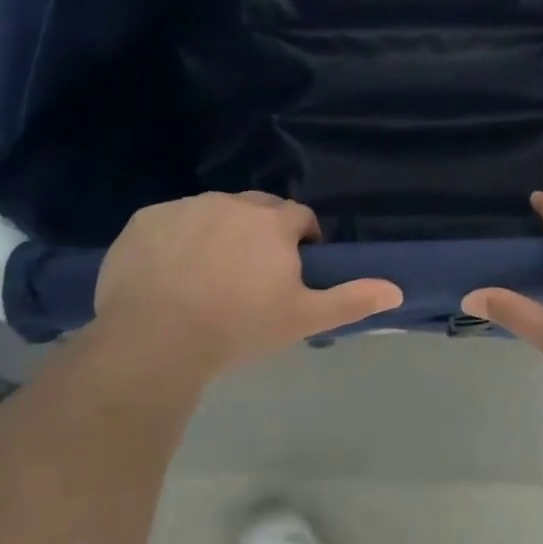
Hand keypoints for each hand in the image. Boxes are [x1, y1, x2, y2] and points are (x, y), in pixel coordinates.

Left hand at [91, 191, 402, 389]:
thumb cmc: (237, 327)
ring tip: (206, 277)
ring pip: (212, 212)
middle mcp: (231, 202)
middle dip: (260, 233)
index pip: (299, 217)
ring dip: (218, 233)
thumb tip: (398, 289)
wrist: (154, 341)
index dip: (300, 241)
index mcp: (272, 222)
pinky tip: (167, 274)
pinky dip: (175, 239)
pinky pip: (170, 222)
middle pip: (256, 209)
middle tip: (249, 276)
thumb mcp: (302, 318)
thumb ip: (351, 299)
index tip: (290, 271)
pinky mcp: (145, 220)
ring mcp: (185, 207)